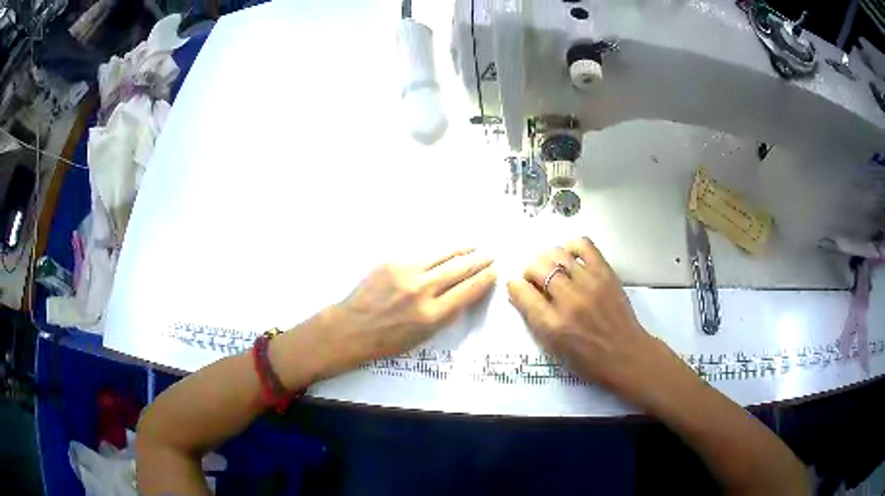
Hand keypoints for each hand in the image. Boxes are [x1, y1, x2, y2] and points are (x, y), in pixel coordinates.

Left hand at [329, 249, 495, 366]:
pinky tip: (440, 255)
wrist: (351, 328)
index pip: (468, 291)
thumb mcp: (423, 337)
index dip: (484, 279)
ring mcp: (405, 273)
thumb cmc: (387, 340)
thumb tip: (462, 296)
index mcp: (432, 315)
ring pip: (442, 257)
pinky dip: (433, 258)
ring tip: (473, 247)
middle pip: (459, 269)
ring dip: (461, 251)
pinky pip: (419, 258)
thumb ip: (444, 315)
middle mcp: (422, 290)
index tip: (493, 272)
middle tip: (489, 256)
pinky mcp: (391, 263)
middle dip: (478, 262)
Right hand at [507, 237, 659, 395]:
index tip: (516, 286)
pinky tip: (570, 257)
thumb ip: (534, 320)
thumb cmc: (587, 360)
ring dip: (548, 260)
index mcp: (553, 325)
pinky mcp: (605, 273)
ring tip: (553, 270)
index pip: (523, 292)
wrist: (626, 355)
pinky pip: (584, 245)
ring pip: (557, 254)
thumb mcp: (553, 348)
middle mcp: (569, 300)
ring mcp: (589, 283)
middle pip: (537, 267)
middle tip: (535, 280)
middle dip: (530, 271)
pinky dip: (572, 246)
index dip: (515, 286)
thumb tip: (519, 293)